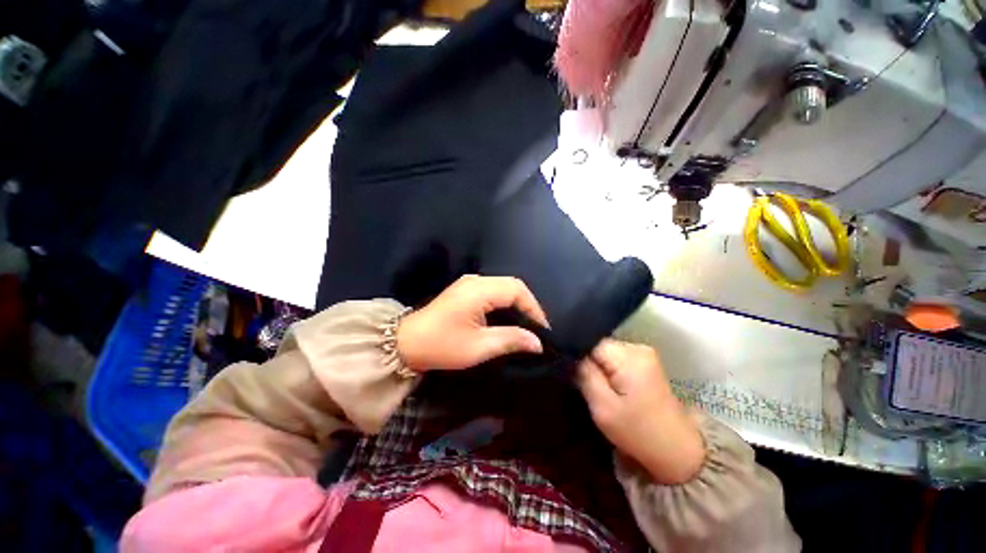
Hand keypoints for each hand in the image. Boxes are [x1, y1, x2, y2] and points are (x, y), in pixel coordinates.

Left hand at [396, 275, 548, 371]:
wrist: (406, 343)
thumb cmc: (442, 346)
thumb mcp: (478, 347)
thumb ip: (510, 340)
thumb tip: (538, 343)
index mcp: (478, 290)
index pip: (516, 290)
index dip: (533, 308)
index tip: (542, 330)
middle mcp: (476, 280)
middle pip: (512, 285)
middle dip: (528, 305)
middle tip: (536, 328)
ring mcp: (469, 283)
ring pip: (503, 287)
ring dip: (517, 303)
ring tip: (527, 324)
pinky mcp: (466, 290)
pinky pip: (494, 291)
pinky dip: (506, 303)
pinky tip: (509, 318)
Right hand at [577, 340, 704, 483]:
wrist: (678, 451)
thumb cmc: (639, 432)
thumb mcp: (603, 407)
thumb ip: (585, 375)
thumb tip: (572, 355)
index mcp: (629, 357)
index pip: (591, 342)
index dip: (578, 355)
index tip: (571, 372)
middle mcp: (638, 347)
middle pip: (599, 345)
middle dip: (588, 361)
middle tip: (583, 384)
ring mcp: (644, 354)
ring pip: (606, 352)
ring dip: (598, 366)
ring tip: (596, 387)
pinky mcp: (646, 363)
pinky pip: (616, 358)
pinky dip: (608, 370)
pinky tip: (609, 386)